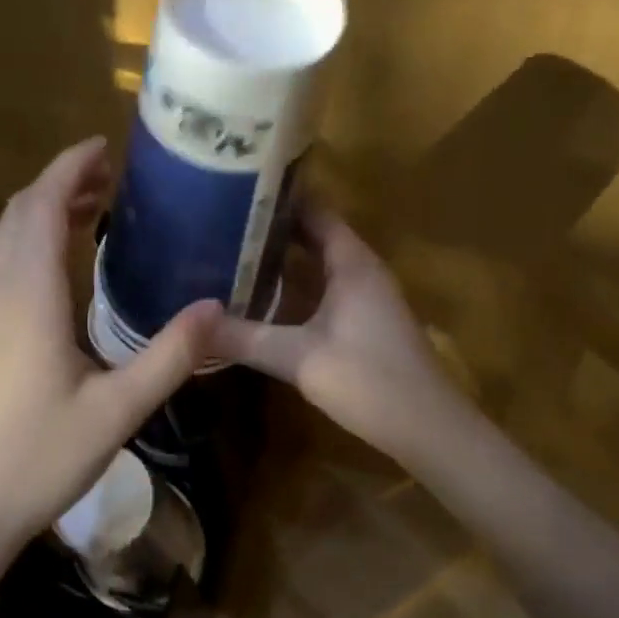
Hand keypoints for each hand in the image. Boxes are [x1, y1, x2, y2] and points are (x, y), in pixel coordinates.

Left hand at [0, 137, 218, 555]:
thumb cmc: (39, 459)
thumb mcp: (117, 411)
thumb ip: (169, 356)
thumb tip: (216, 307)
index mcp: (28, 297)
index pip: (41, 206)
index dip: (69, 168)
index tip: (104, 146)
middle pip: (21, 214)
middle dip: (61, 182)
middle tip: (111, 174)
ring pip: (8, 239)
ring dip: (44, 211)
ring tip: (93, 207)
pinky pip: (3, 265)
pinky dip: (32, 242)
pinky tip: (62, 265)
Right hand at [208, 207, 461, 464]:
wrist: (428, 430)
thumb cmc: (369, 380)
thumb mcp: (298, 357)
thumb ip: (243, 338)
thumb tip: (190, 322)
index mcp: (352, 263)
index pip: (314, 211)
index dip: (279, 197)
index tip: (235, 187)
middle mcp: (361, 271)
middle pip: (313, 235)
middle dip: (271, 228)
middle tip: (219, 221)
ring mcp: (364, 298)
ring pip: (317, 266)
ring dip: (280, 260)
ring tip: (229, 252)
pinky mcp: (362, 323)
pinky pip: (321, 291)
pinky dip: (292, 288)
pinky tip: (259, 298)